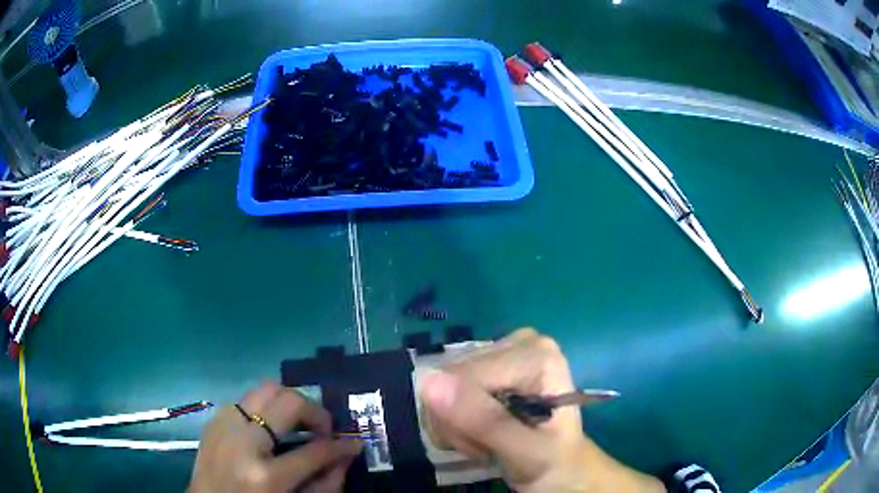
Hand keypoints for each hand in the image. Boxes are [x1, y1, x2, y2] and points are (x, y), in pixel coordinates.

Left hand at [189, 382, 361, 492]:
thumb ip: (326, 483)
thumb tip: (347, 453)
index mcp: (265, 477)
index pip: (315, 451)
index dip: (341, 446)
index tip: (354, 442)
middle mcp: (242, 442)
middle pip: (288, 401)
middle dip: (315, 412)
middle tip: (322, 430)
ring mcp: (223, 425)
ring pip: (266, 389)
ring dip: (290, 404)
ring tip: (298, 425)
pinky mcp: (213, 419)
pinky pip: (247, 399)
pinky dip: (266, 409)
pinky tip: (269, 429)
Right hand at [418, 328, 664, 492]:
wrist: (562, 469)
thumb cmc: (552, 463)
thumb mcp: (524, 451)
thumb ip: (483, 420)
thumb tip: (428, 383)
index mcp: (535, 354)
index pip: (462, 377)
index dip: (461, 418)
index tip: (484, 446)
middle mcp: (519, 342)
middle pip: (450, 377)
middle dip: (458, 422)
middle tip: (486, 445)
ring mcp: (503, 350)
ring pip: (442, 385)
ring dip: (455, 423)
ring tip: (486, 440)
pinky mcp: (489, 364)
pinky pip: (446, 388)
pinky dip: (455, 418)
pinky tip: (480, 430)